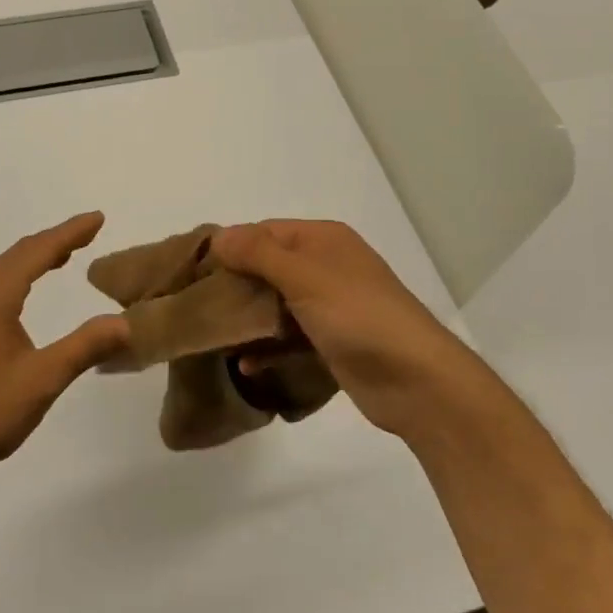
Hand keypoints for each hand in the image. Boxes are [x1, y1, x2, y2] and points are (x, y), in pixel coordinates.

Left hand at [0, 212, 128, 486]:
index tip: (98, 218)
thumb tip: (126, 321)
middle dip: (55, 241)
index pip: (38, 250)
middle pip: (19, 254)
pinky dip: (18, 279)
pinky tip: (26, 295)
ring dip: (35, 259)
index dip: (70, 232)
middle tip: (89, 231)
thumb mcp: (41, 380)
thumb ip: (84, 346)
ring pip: (3, 271)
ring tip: (65, 255)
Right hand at [213, 219, 473, 441]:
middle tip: (197, 306)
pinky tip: (245, 365)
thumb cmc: (358, 315)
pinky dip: (269, 347)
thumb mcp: (304, 276)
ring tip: (212, 336)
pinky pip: (290, 338)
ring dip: (249, 319)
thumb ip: (258, 253)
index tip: (195, 271)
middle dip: (235, 285)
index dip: (231, 247)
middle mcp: (326, 266)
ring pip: (277, 305)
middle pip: (268, 268)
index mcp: (323, 240)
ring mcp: (330, 306)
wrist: (416, 380)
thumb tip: (219, 236)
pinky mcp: (332, 343)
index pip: (264, 232)